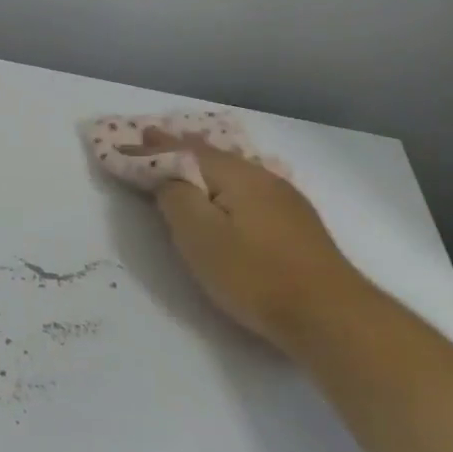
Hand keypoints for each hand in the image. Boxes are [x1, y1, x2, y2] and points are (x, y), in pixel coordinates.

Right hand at [123, 129, 368, 348]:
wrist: (330, 315)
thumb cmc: (254, 275)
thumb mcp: (200, 236)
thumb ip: (176, 198)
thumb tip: (167, 177)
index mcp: (236, 176)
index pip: (183, 153)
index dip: (151, 150)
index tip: (122, 144)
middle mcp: (261, 177)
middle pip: (210, 155)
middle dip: (177, 147)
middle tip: (150, 136)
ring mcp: (283, 199)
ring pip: (232, 169)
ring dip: (201, 161)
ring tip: (184, 152)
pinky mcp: (295, 223)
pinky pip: (246, 186)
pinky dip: (223, 179)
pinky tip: (226, 186)